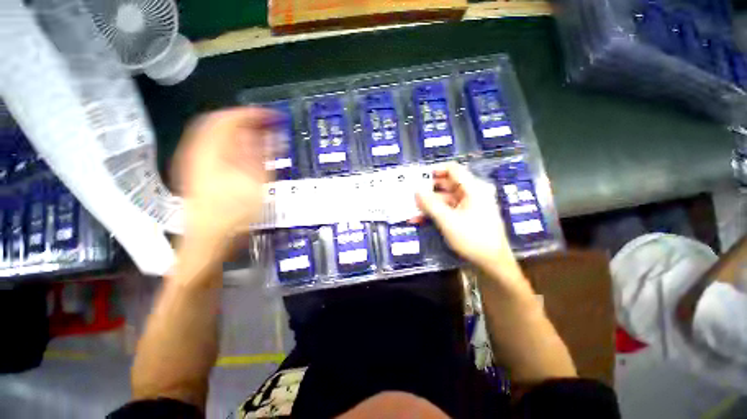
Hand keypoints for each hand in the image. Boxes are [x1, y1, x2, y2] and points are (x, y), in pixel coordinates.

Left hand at [173, 107, 277, 243]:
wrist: (208, 237)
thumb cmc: (234, 212)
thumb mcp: (255, 183)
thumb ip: (261, 155)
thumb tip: (269, 134)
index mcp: (212, 151)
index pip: (230, 118)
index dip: (252, 113)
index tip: (272, 116)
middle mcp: (197, 149)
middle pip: (217, 121)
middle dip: (243, 118)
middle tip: (265, 123)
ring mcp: (192, 159)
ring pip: (212, 131)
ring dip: (236, 128)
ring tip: (257, 134)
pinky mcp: (194, 168)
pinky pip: (210, 143)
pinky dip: (227, 139)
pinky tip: (241, 148)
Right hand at [414, 163, 522, 282]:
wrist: (492, 264)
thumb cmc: (472, 238)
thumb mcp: (447, 220)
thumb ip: (430, 204)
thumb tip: (416, 190)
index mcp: (474, 189)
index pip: (453, 169)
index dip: (435, 170)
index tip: (418, 176)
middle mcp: (472, 194)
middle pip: (447, 184)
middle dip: (428, 189)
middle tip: (410, 193)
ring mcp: (469, 206)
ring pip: (445, 199)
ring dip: (429, 204)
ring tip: (411, 209)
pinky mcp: (465, 217)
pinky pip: (448, 210)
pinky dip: (435, 213)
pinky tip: (420, 220)